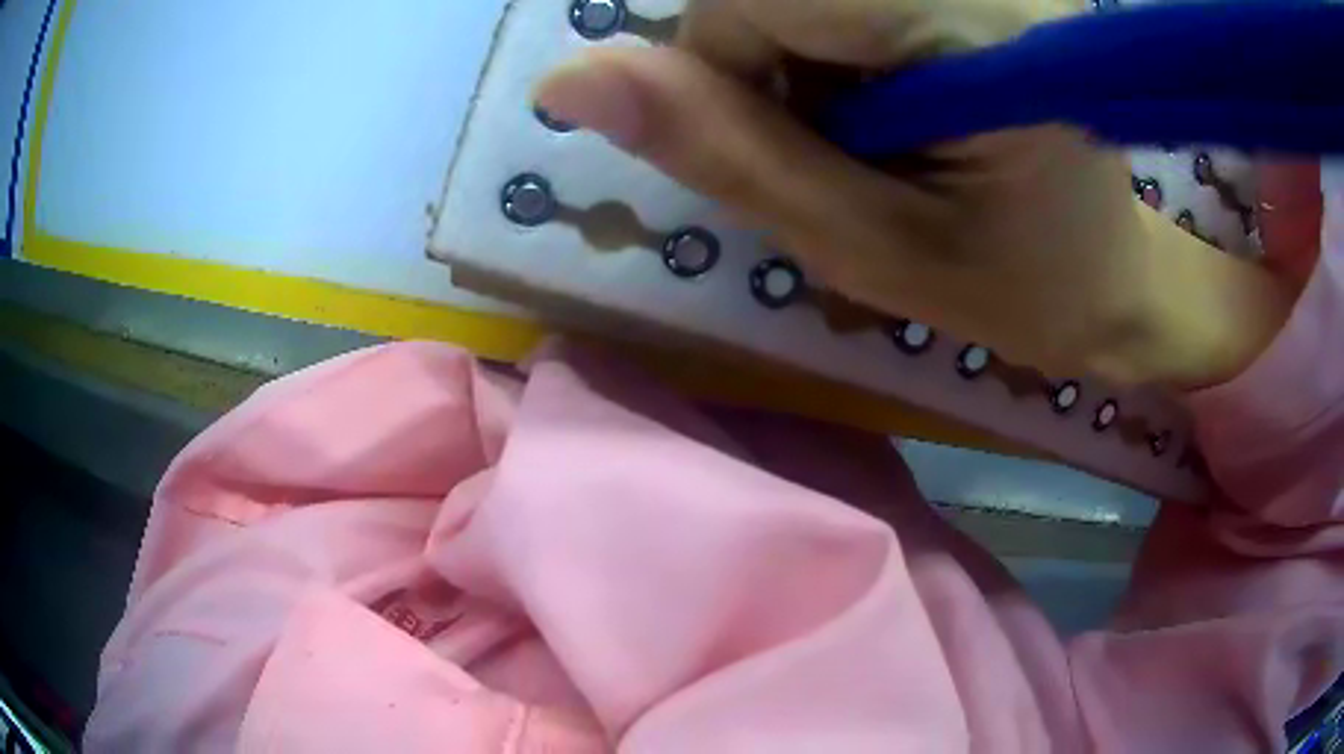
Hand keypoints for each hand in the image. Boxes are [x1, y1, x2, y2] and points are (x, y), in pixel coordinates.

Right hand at [536, 0, 1293, 387]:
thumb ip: (724, 151)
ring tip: (881, 126)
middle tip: (850, 142)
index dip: (731, 77)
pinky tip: (892, 93)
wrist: (1109, 273)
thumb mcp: (865, 247)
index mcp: (974, 26)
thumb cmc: (1013, 285)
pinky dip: (828, 42)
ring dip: (798, 55)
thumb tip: (565, 80)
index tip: (804, 151)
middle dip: (765, 62)